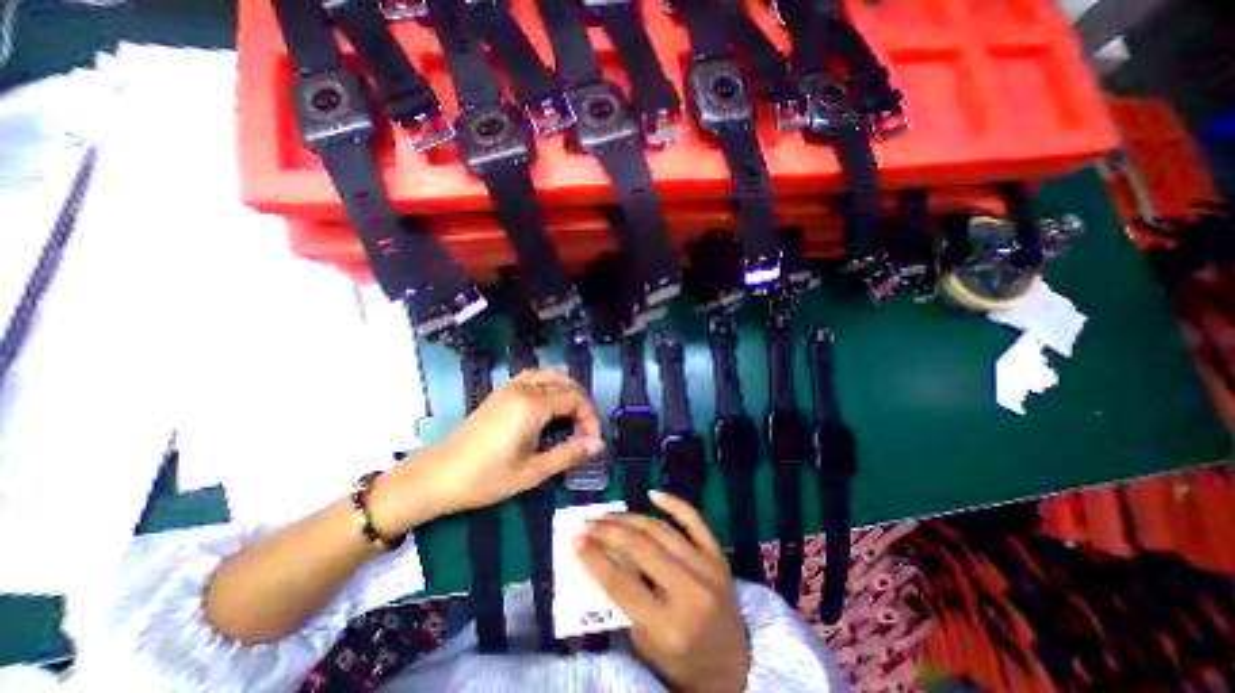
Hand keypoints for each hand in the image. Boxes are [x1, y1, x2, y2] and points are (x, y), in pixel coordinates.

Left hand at [376, 367, 605, 531]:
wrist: (437, 476)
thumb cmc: (486, 478)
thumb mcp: (533, 472)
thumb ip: (569, 454)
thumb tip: (598, 445)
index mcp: (532, 405)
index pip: (575, 399)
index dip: (590, 418)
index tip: (591, 442)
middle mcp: (523, 388)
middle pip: (565, 383)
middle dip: (581, 405)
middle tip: (584, 432)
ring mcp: (510, 387)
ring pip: (549, 374)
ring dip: (567, 390)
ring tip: (572, 416)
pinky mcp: (501, 392)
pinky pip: (533, 377)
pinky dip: (550, 385)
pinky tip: (549, 406)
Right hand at [575, 491, 746, 692]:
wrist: (735, 665)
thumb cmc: (682, 661)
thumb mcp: (646, 644)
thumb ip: (625, 601)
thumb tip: (603, 556)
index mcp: (669, 627)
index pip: (622, 584)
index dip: (595, 559)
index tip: (575, 540)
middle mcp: (690, 593)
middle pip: (641, 549)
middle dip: (609, 532)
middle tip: (588, 523)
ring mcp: (708, 569)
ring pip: (662, 530)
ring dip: (630, 519)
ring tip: (608, 515)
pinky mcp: (718, 555)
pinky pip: (695, 520)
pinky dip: (674, 503)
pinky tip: (653, 493)